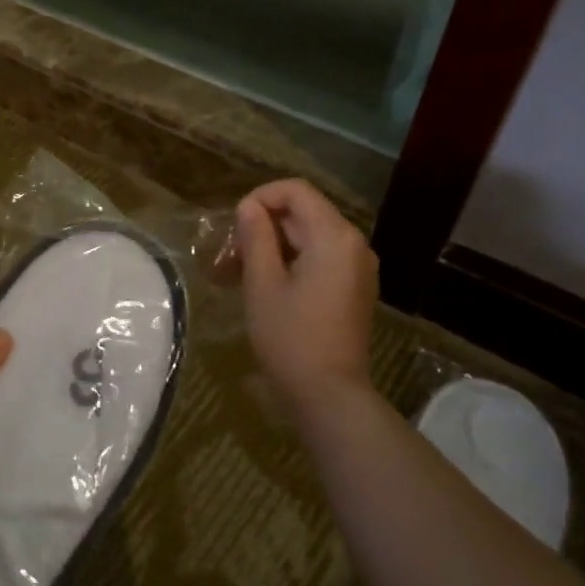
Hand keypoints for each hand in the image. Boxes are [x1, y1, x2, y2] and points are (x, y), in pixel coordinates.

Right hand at [235, 180, 377, 412]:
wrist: (328, 394)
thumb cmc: (290, 336)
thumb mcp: (263, 283)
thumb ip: (256, 236)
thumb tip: (249, 207)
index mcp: (334, 236)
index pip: (296, 191)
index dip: (260, 198)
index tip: (234, 226)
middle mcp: (353, 244)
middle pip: (303, 214)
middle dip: (262, 227)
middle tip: (227, 256)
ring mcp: (357, 268)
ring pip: (308, 238)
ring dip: (271, 247)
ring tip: (235, 273)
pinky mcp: (353, 289)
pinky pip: (320, 259)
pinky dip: (290, 263)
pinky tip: (262, 286)